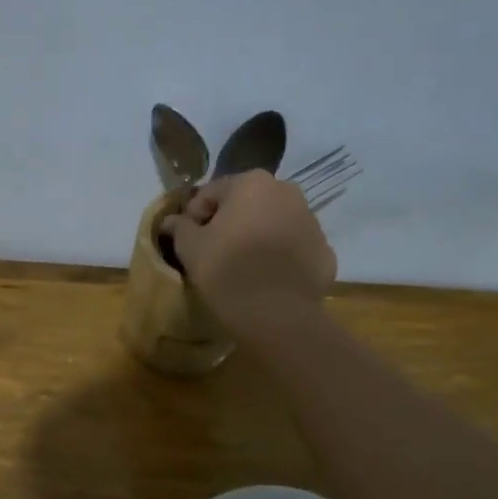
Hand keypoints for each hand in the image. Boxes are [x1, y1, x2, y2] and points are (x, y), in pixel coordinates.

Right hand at [160, 170, 337, 332]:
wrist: (277, 315)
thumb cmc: (227, 270)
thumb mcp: (190, 248)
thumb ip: (179, 228)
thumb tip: (172, 221)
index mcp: (252, 183)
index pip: (210, 193)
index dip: (194, 216)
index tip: (189, 241)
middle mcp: (287, 192)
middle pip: (245, 203)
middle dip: (229, 222)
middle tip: (214, 252)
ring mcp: (311, 221)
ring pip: (272, 223)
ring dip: (255, 236)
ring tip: (242, 266)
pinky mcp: (324, 250)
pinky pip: (292, 247)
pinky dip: (279, 256)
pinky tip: (266, 278)